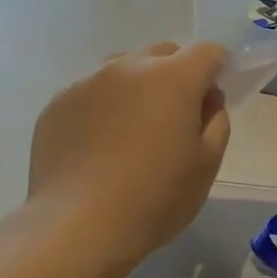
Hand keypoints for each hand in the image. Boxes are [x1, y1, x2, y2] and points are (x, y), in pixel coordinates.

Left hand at [26, 41, 230, 265]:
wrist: (79, 226)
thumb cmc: (156, 196)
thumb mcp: (207, 163)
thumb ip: (216, 121)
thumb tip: (206, 101)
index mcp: (173, 78)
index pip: (207, 52)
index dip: (219, 68)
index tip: (216, 97)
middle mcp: (128, 67)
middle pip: (163, 53)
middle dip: (178, 74)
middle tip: (178, 116)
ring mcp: (87, 82)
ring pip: (123, 69)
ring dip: (138, 87)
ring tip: (136, 129)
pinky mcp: (57, 104)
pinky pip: (91, 93)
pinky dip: (105, 107)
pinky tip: (101, 145)